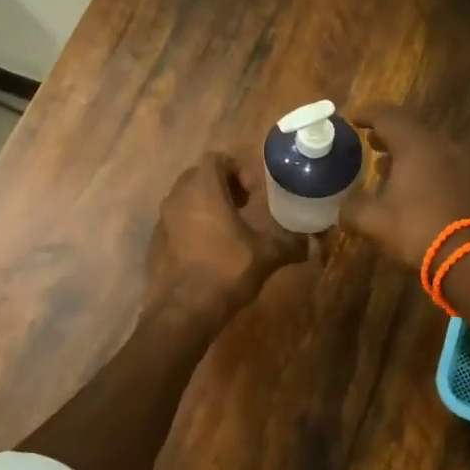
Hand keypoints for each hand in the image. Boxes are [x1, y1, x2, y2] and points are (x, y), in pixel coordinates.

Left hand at [144, 151, 309, 322]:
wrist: (182, 310)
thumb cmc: (225, 271)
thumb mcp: (266, 256)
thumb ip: (291, 244)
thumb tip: (314, 244)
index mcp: (203, 189)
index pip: (216, 159)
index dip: (237, 169)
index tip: (253, 193)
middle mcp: (177, 197)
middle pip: (199, 176)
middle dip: (222, 186)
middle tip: (244, 206)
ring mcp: (162, 220)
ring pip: (185, 199)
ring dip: (206, 206)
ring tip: (228, 229)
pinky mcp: (154, 242)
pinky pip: (175, 223)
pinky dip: (191, 227)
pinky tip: (208, 251)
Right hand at [341, 105, 469, 267]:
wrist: (466, 256)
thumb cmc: (414, 228)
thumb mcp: (371, 220)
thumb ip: (351, 209)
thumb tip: (341, 208)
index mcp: (414, 145)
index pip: (387, 117)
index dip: (367, 114)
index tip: (352, 118)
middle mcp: (439, 145)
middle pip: (409, 128)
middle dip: (386, 131)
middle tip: (368, 138)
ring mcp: (457, 163)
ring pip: (426, 146)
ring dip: (404, 150)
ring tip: (383, 162)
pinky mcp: (467, 182)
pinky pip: (438, 163)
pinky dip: (419, 165)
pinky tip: (407, 184)